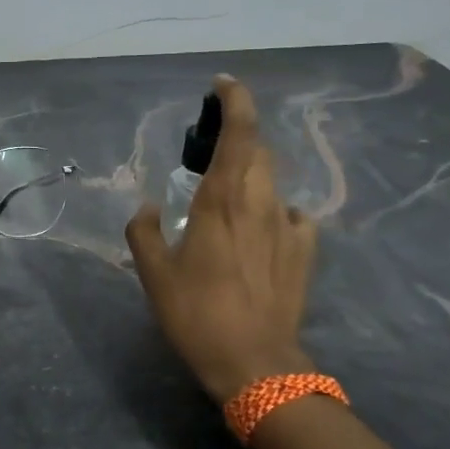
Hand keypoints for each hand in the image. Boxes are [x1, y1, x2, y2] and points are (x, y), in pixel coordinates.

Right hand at [126, 76, 317, 402]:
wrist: (255, 363)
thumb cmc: (197, 314)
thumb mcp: (154, 275)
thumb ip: (144, 232)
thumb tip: (149, 209)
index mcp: (222, 200)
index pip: (239, 134)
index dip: (235, 101)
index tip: (223, 84)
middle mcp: (261, 203)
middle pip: (259, 151)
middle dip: (237, 139)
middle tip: (209, 153)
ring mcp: (288, 226)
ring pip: (273, 181)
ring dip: (251, 175)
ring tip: (228, 197)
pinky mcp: (305, 251)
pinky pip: (290, 214)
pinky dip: (272, 210)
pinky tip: (259, 230)